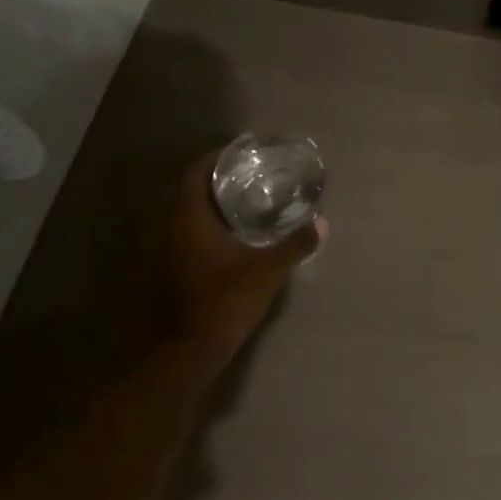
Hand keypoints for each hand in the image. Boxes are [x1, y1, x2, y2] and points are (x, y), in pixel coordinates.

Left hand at [165, 151, 326, 368]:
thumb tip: (323, 223)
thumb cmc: (226, 300)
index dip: (215, 157)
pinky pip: (198, 229)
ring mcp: (178, 249)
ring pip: (195, 211)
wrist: (194, 348)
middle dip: (221, 176)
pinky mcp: (183, 267)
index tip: (240, 151)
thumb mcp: (268, 270)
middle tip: (253, 170)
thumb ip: (295, 244)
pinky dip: (217, 220)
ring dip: (219, 199)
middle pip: (195, 189)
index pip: (195, 174)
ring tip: (253, 194)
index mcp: (191, 220)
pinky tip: (244, 228)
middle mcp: (178, 229)